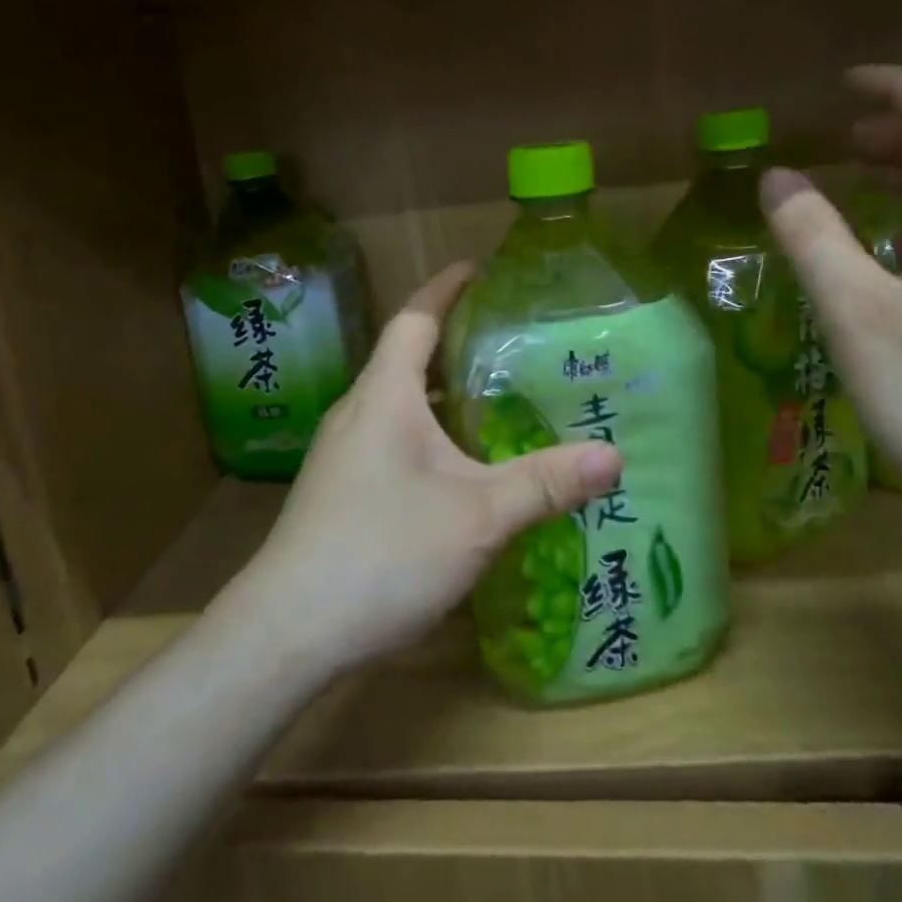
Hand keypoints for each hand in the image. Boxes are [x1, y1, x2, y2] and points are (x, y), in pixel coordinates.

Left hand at [231, 264, 623, 677]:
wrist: (287, 632)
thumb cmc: (383, 553)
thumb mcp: (479, 516)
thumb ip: (546, 482)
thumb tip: (614, 456)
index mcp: (384, 395)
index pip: (415, 318)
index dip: (445, 288)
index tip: (477, 269)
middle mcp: (358, 412)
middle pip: (405, 356)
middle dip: (452, 340)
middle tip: (508, 340)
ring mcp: (342, 452)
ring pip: (398, 402)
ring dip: (440, 391)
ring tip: (493, 398)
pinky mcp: (338, 488)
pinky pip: (390, 437)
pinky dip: (427, 431)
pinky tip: (458, 466)